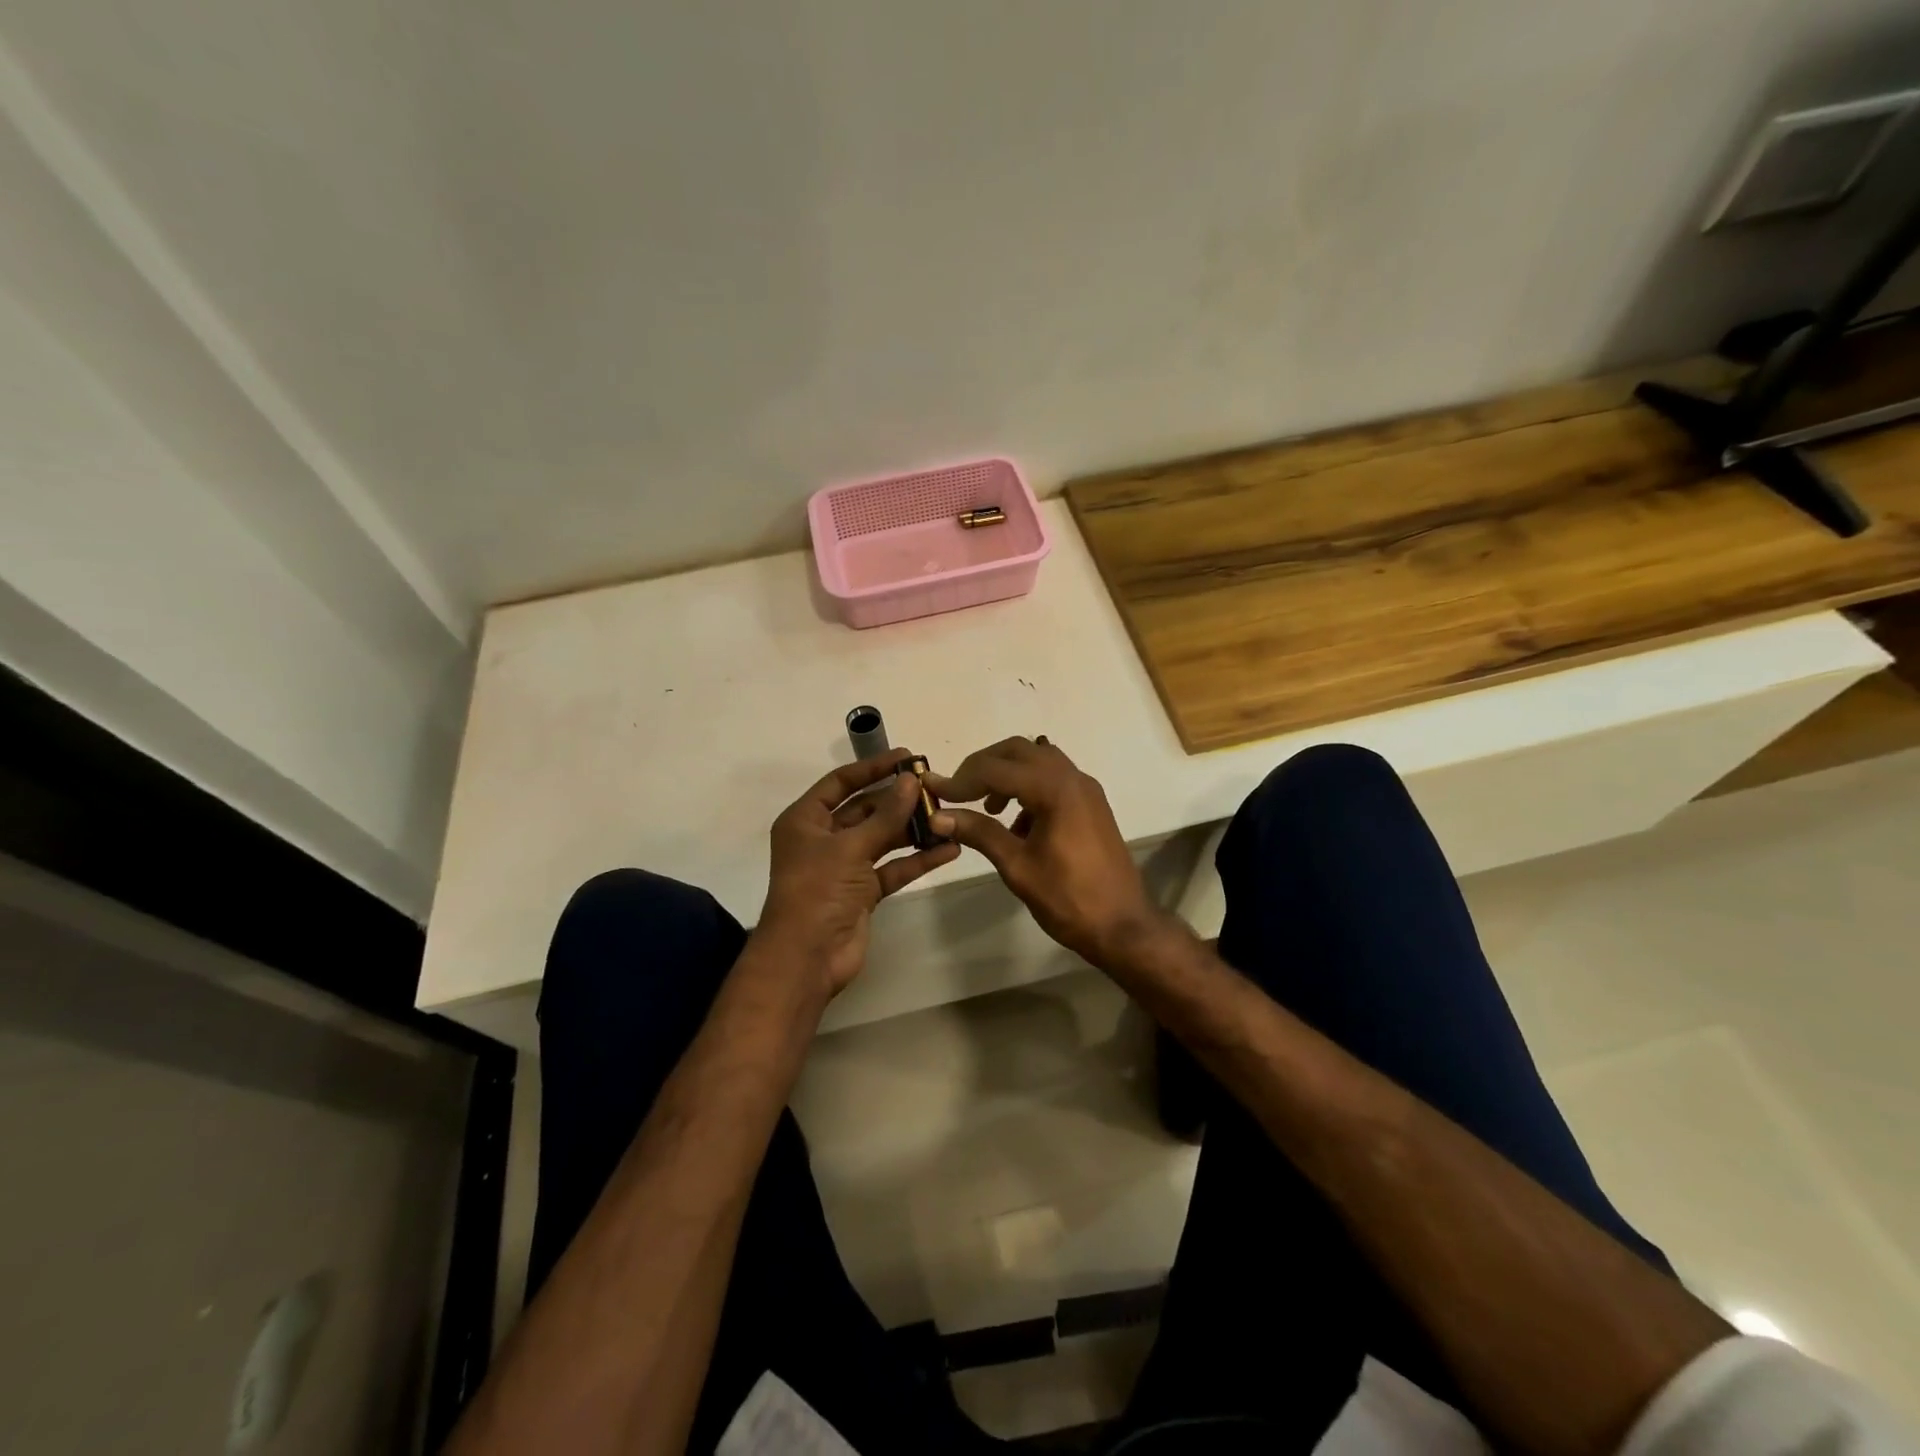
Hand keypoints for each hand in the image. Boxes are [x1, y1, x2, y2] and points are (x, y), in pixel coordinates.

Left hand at [754, 750, 959, 999]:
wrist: (807, 958)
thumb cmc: (817, 891)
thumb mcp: (850, 847)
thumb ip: (886, 815)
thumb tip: (912, 781)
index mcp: (805, 821)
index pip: (841, 783)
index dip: (872, 768)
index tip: (907, 757)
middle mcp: (823, 839)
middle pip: (865, 809)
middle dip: (898, 799)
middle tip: (935, 787)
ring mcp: (844, 866)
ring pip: (882, 838)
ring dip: (912, 829)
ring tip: (948, 816)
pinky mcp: (863, 892)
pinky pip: (893, 868)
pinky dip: (917, 860)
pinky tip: (949, 850)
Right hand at [927, 737, 1166, 969]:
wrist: (1123, 926)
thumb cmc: (1068, 898)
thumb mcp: (1017, 866)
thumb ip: (979, 833)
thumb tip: (938, 816)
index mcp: (1055, 789)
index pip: (996, 769)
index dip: (961, 779)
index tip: (934, 792)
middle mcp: (1073, 777)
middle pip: (1018, 750)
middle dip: (983, 766)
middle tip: (958, 791)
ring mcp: (1086, 789)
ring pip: (1038, 760)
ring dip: (1007, 774)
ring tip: (985, 807)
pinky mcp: (1091, 804)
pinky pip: (1053, 778)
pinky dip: (1028, 787)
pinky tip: (1015, 823)